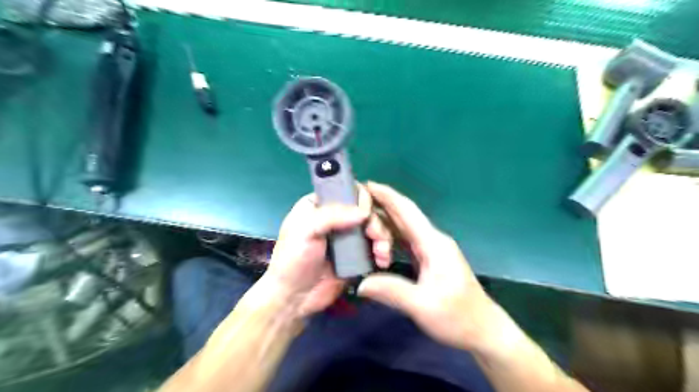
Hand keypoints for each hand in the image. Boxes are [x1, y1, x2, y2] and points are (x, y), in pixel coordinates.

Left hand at [263, 186, 391, 317]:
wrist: (294, 297)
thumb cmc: (293, 259)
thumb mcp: (305, 230)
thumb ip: (332, 215)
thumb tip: (364, 212)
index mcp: (320, 204)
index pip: (346, 190)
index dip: (361, 198)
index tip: (366, 213)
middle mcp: (336, 217)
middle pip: (366, 209)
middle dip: (375, 222)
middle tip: (376, 237)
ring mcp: (348, 237)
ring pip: (374, 227)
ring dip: (383, 238)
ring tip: (381, 254)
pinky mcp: (357, 255)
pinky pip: (375, 246)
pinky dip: (383, 251)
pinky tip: (382, 260)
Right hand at [360, 183, 501, 353]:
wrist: (482, 329)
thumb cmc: (457, 317)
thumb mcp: (422, 306)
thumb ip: (391, 291)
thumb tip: (360, 283)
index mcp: (433, 243)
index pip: (407, 211)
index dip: (387, 195)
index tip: (366, 184)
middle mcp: (432, 240)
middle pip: (403, 216)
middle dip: (380, 209)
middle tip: (355, 212)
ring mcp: (431, 249)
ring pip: (403, 228)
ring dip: (384, 227)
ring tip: (363, 230)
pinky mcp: (429, 258)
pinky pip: (405, 241)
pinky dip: (390, 238)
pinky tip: (377, 243)